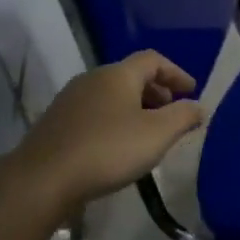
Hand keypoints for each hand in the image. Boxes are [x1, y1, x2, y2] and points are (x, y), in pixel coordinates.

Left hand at [0, 51, 204, 227]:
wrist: (41, 180)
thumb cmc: (107, 150)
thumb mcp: (158, 134)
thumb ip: (183, 116)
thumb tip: (198, 106)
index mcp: (118, 74)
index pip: (153, 59)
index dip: (176, 73)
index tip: (191, 91)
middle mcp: (92, 79)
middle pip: (131, 76)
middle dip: (156, 92)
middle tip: (172, 113)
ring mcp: (70, 101)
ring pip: (111, 95)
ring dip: (135, 108)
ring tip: (148, 133)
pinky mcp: (56, 124)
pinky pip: (95, 113)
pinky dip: (114, 121)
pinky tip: (118, 147)